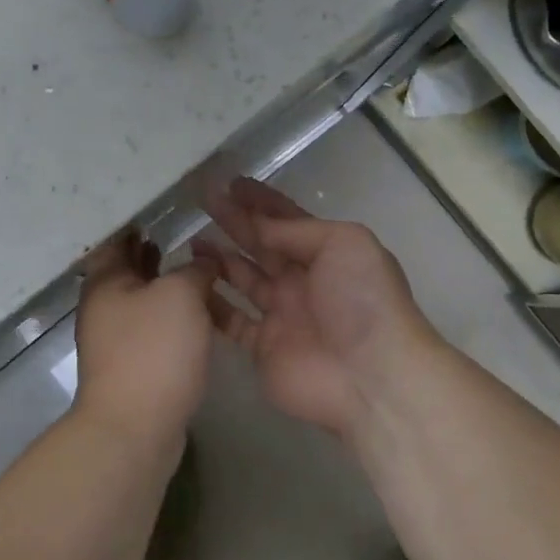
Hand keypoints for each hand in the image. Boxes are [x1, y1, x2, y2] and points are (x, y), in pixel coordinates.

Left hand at [73, 229, 218, 446]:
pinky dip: (170, 313)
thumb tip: (204, 261)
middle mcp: (104, 307)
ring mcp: (116, 339)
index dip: (135, 221)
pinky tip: (198, 312)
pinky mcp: (133, 365)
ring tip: (196, 266)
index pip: (116, 239)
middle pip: (127, 269)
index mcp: (105, 282)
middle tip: (182, 231)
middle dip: (151, 251)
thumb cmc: (153, 349)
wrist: (135, 428)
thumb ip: (195, 269)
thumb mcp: (181, 295)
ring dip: (164, 283)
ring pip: (142, 299)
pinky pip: (152, 326)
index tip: (160, 207)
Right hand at [195, 180, 439, 440]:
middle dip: (234, 221)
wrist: (370, 375)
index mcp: (327, 252)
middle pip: (262, 245)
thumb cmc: (362, 299)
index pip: (287, 220)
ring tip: (192, 240)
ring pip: (243, 279)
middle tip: (202, 200)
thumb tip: (260, 227)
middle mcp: (303, 280)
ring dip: (220, 259)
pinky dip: (212, 304)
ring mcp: (282, 315)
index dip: (261, 201)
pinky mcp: (263, 348)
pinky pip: (231, 321)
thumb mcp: (342, 243)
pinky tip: (189, 286)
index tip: (231, 183)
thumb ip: (297, 230)